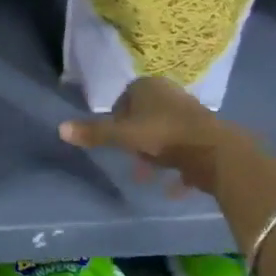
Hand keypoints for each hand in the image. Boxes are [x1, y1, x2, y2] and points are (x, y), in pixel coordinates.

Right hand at [59, 76, 250, 197]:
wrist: (215, 151)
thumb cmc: (163, 135)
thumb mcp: (123, 135)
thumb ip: (94, 133)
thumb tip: (60, 128)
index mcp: (148, 87)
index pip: (124, 99)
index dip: (117, 120)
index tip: (115, 141)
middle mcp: (169, 94)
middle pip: (144, 116)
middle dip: (135, 139)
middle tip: (130, 160)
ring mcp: (189, 113)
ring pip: (163, 133)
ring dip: (154, 154)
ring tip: (146, 176)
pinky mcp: (205, 134)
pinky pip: (183, 150)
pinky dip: (175, 167)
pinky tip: (170, 187)